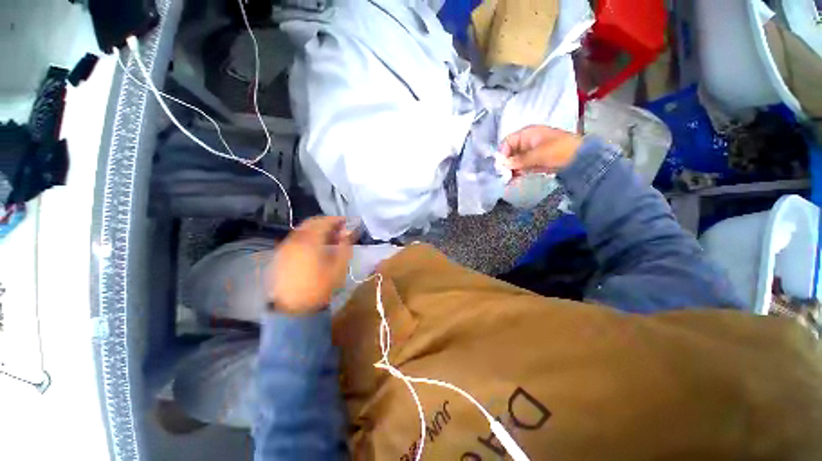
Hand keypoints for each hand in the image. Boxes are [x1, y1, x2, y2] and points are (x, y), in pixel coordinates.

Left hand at [267, 216, 352, 314]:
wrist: (293, 307)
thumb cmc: (319, 287)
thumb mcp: (339, 266)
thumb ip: (345, 246)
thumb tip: (348, 232)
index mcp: (310, 240)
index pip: (324, 222)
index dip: (337, 219)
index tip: (347, 221)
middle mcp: (295, 239)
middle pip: (312, 222)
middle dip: (327, 222)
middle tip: (339, 229)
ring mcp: (285, 246)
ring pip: (302, 230)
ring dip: (317, 229)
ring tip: (329, 238)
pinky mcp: (281, 254)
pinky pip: (296, 238)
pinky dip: (308, 236)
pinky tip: (316, 246)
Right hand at [500, 125, 581, 173]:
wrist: (581, 159)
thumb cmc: (559, 151)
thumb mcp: (538, 154)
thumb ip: (519, 160)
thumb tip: (504, 165)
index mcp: (527, 134)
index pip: (507, 142)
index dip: (502, 153)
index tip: (500, 166)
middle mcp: (526, 142)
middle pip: (509, 152)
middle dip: (505, 163)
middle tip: (502, 175)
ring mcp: (530, 152)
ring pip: (514, 160)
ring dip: (510, 169)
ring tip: (507, 180)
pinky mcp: (534, 162)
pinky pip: (521, 166)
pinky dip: (517, 173)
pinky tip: (513, 180)